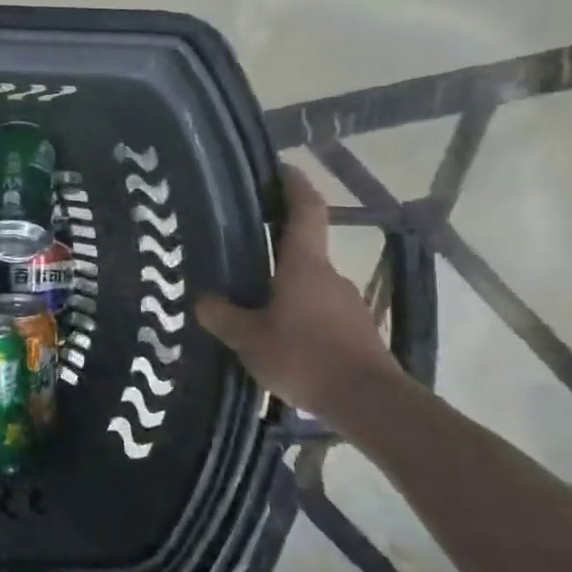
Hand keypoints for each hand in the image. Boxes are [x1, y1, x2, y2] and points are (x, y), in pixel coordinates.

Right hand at [195, 164, 402, 421]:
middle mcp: (329, 276)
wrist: (369, 403)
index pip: (304, 211)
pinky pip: (317, 313)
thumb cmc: (304, 357)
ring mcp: (347, 304)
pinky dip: (296, 318)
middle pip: (301, 252)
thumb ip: (221, 316)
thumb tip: (202, 300)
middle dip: (273, 251)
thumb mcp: (248, 338)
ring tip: (250, 310)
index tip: (281, 167)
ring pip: (307, 287)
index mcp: (304, 266)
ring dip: (282, 291)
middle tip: (238, 258)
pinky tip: (276, 341)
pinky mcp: (355, 332)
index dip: (294, 185)